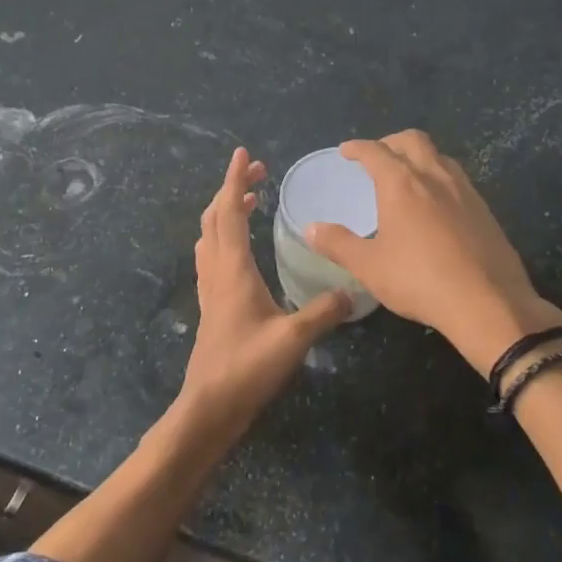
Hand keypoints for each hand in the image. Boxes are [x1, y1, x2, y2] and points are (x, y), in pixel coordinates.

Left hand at [182, 147, 349, 433]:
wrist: (209, 407)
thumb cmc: (246, 368)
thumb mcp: (293, 339)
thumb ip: (323, 311)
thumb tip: (352, 291)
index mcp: (232, 269)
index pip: (229, 212)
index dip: (234, 179)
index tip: (243, 154)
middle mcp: (216, 272)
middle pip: (215, 217)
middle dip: (231, 189)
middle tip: (256, 173)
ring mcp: (210, 289)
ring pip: (210, 236)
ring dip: (224, 211)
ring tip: (247, 201)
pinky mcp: (212, 306)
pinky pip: (212, 256)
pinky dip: (223, 236)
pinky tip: (240, 248)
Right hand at [303, 131, 561, 377]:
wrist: (487, 302)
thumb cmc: (419, 280)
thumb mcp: (369, 266)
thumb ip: (338, 244)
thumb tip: (311, 228)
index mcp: (401, 184)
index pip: (375, 151)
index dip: (358, 148)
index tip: (346, 151)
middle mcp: (434, 176)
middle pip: (413, 140)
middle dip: (391, 142)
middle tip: (377, 156)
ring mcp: (465, 190)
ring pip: (439, 157)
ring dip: (419, 156)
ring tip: (408, 175)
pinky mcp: (485, 209)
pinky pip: (457, 179)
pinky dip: (439, 178)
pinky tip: (437, 204)